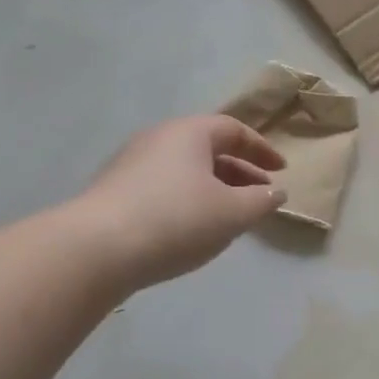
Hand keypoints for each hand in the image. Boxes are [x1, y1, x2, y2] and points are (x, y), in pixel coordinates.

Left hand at [79, 115, 286, 286]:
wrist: (96, 249)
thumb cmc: (177, 219)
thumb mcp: (233, 212)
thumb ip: (261, 201)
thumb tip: (276, 192)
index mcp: (189, 133)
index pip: (233, 129)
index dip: (262, 149)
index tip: (281, 171)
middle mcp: (158, 139)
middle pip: (208, 149)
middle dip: (240, 172)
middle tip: (260, 196)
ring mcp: (131, 165)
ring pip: (186, 171)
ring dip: (215, 189)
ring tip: (230, 217)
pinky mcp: (115, 193)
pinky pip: (165, 188)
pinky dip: (189, 201)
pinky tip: (194, 229)